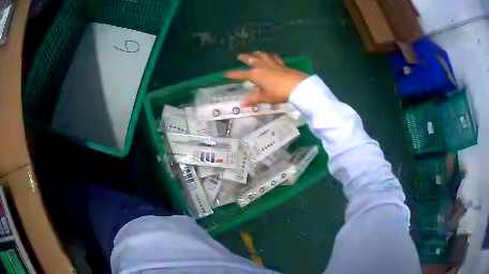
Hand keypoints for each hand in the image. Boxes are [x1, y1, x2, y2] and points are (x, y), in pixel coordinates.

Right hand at [225, 52, 309, 105]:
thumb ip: (253, 99)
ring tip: (254, 52)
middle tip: (239, 56)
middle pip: (251, 60)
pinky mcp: (282, 65)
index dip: (233, 74)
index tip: (226, 74)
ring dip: (257, 53)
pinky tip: (271, 56)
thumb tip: (242, 103)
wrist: (298, 86)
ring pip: (263, 56)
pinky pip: (275, 58)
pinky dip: (271, 56)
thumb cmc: (279, 93)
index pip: (241, 74)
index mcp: (255, 75)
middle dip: (244, 58)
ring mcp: (273, 64)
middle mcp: (263, 67)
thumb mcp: (265, 98)